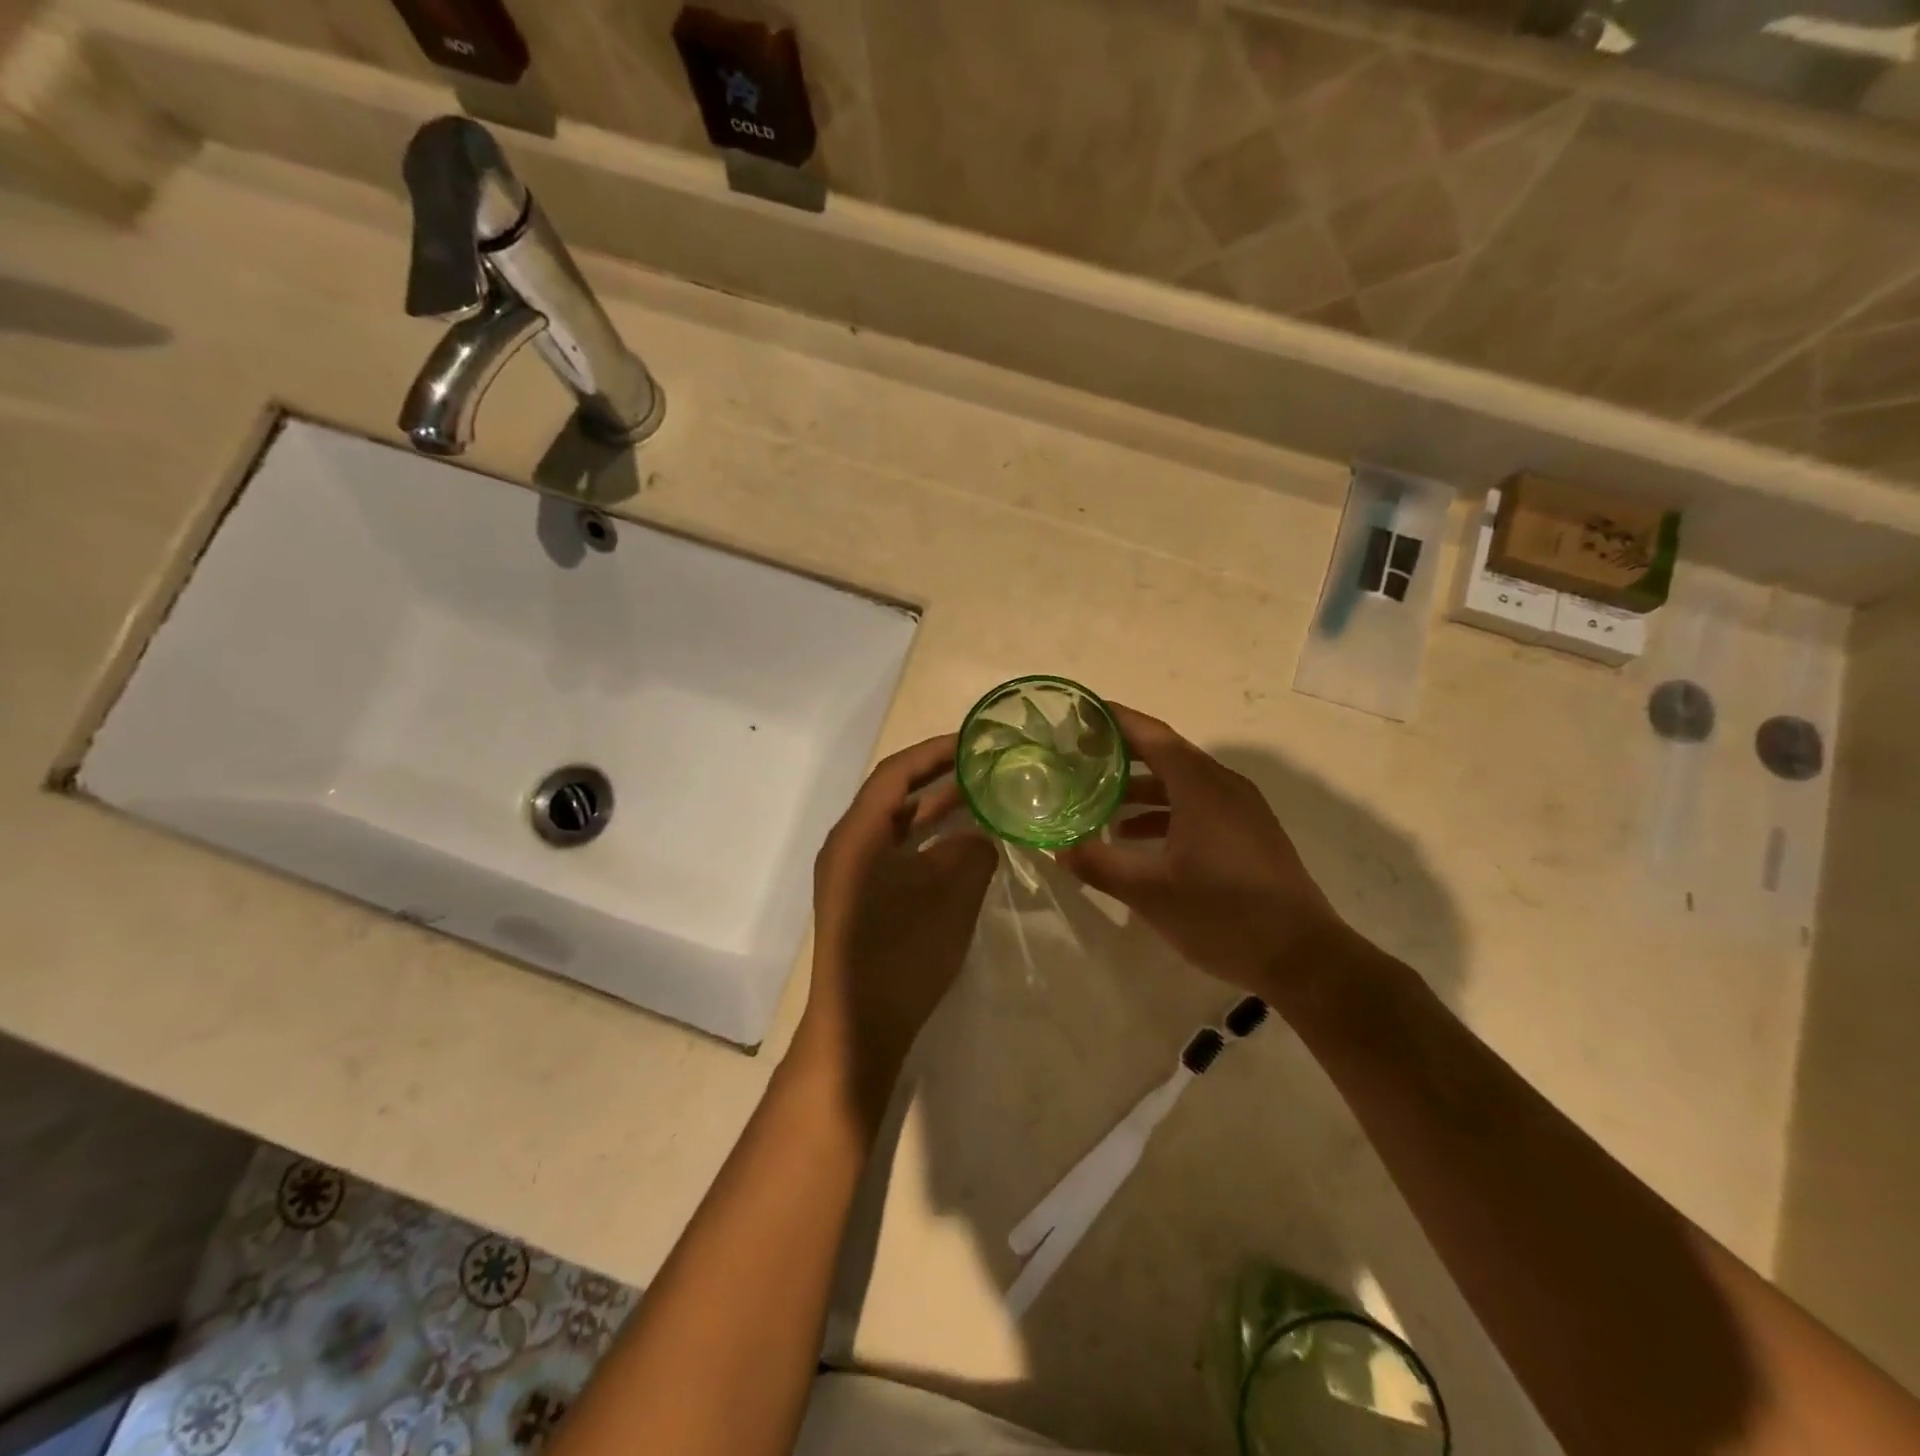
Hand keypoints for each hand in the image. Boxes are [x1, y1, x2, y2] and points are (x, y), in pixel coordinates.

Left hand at [801, 734, 997, 1108]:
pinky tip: (962, 849)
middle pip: (893, 797)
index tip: (973, 741)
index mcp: (857, 835)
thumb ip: (970, 853)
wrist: (859, 1030)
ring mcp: (852, 876)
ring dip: (935, 812)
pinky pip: (898, 856)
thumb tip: (979, 837)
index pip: (895, 773)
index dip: (934, 752)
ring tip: (980, 798)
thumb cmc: (901, 954)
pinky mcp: (862, 902)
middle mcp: (848, 847)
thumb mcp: (948, 896)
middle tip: (982, 766)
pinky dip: (929, 845)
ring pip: (897, 828)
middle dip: (937, 778)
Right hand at [1058, 704, 1348, 994]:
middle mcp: (1223, 786)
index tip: (1081, 715)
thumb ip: (1100, 864)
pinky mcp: (1249, 833)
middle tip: (1080, 758)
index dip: (1116, 721)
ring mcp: (1242, 809)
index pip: (1152, 736)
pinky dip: (1166, 812)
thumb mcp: (1151, 892)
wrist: (1303, 956)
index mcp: (1200, 787)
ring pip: (1183, 783)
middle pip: (1166, 755)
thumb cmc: (1223, 915)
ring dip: (1142, 789)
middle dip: (1123, 754)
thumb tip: (1057, 848)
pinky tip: (1138, 840)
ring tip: (1100, 804)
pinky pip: (1199, 805)